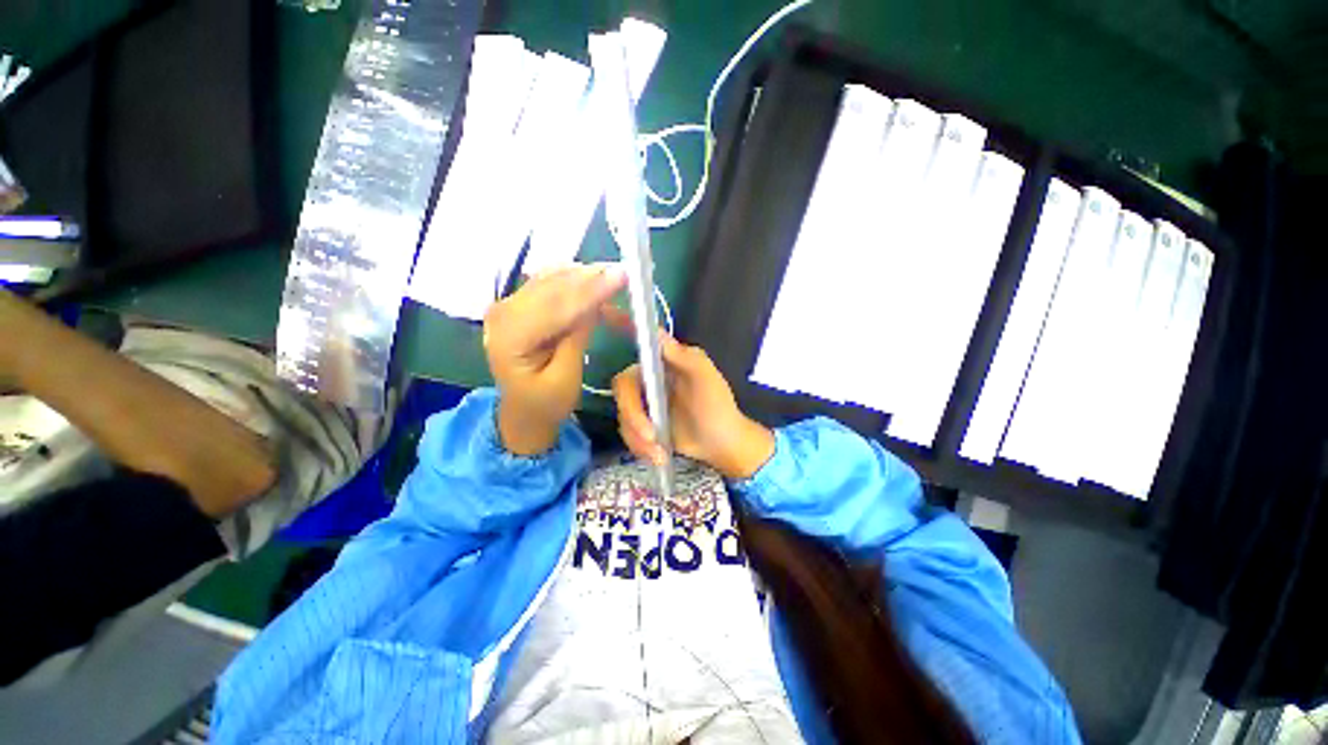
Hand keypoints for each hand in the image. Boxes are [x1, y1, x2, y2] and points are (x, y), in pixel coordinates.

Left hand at [484, 265, 626, 455]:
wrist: (524, 410)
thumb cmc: (546, 403)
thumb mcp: (566, 379)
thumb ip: (576, 338)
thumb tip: (596, 302)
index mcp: (509, 339)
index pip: (555, 306)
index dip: (590, 290)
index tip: (621, 277)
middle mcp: (503, 313)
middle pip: (552, 287)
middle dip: (591, 277)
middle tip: (625, 271)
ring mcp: (509, 305)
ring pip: (551, 279)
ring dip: (585, 275)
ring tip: (615, 274)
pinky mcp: (520, 303)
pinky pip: (549, 281)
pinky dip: (574, 278)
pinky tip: (594, 277)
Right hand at [612, 330, 774, 479]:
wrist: (720, 444)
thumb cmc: (717, 406)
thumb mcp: (705, 378)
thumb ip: (682, 356)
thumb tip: (655, 332)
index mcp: (663, 362)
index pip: (639, 341)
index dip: (619, 325)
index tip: (602, 311)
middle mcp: (648, 377)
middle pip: (622, 389)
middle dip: (634, 416)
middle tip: (651, 437)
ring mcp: (643, 401)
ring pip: (622, 415)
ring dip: (638, 438)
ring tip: (659, 453)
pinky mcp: (641, 424)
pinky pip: (627, 432)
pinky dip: (639, 446)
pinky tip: (657, 455)